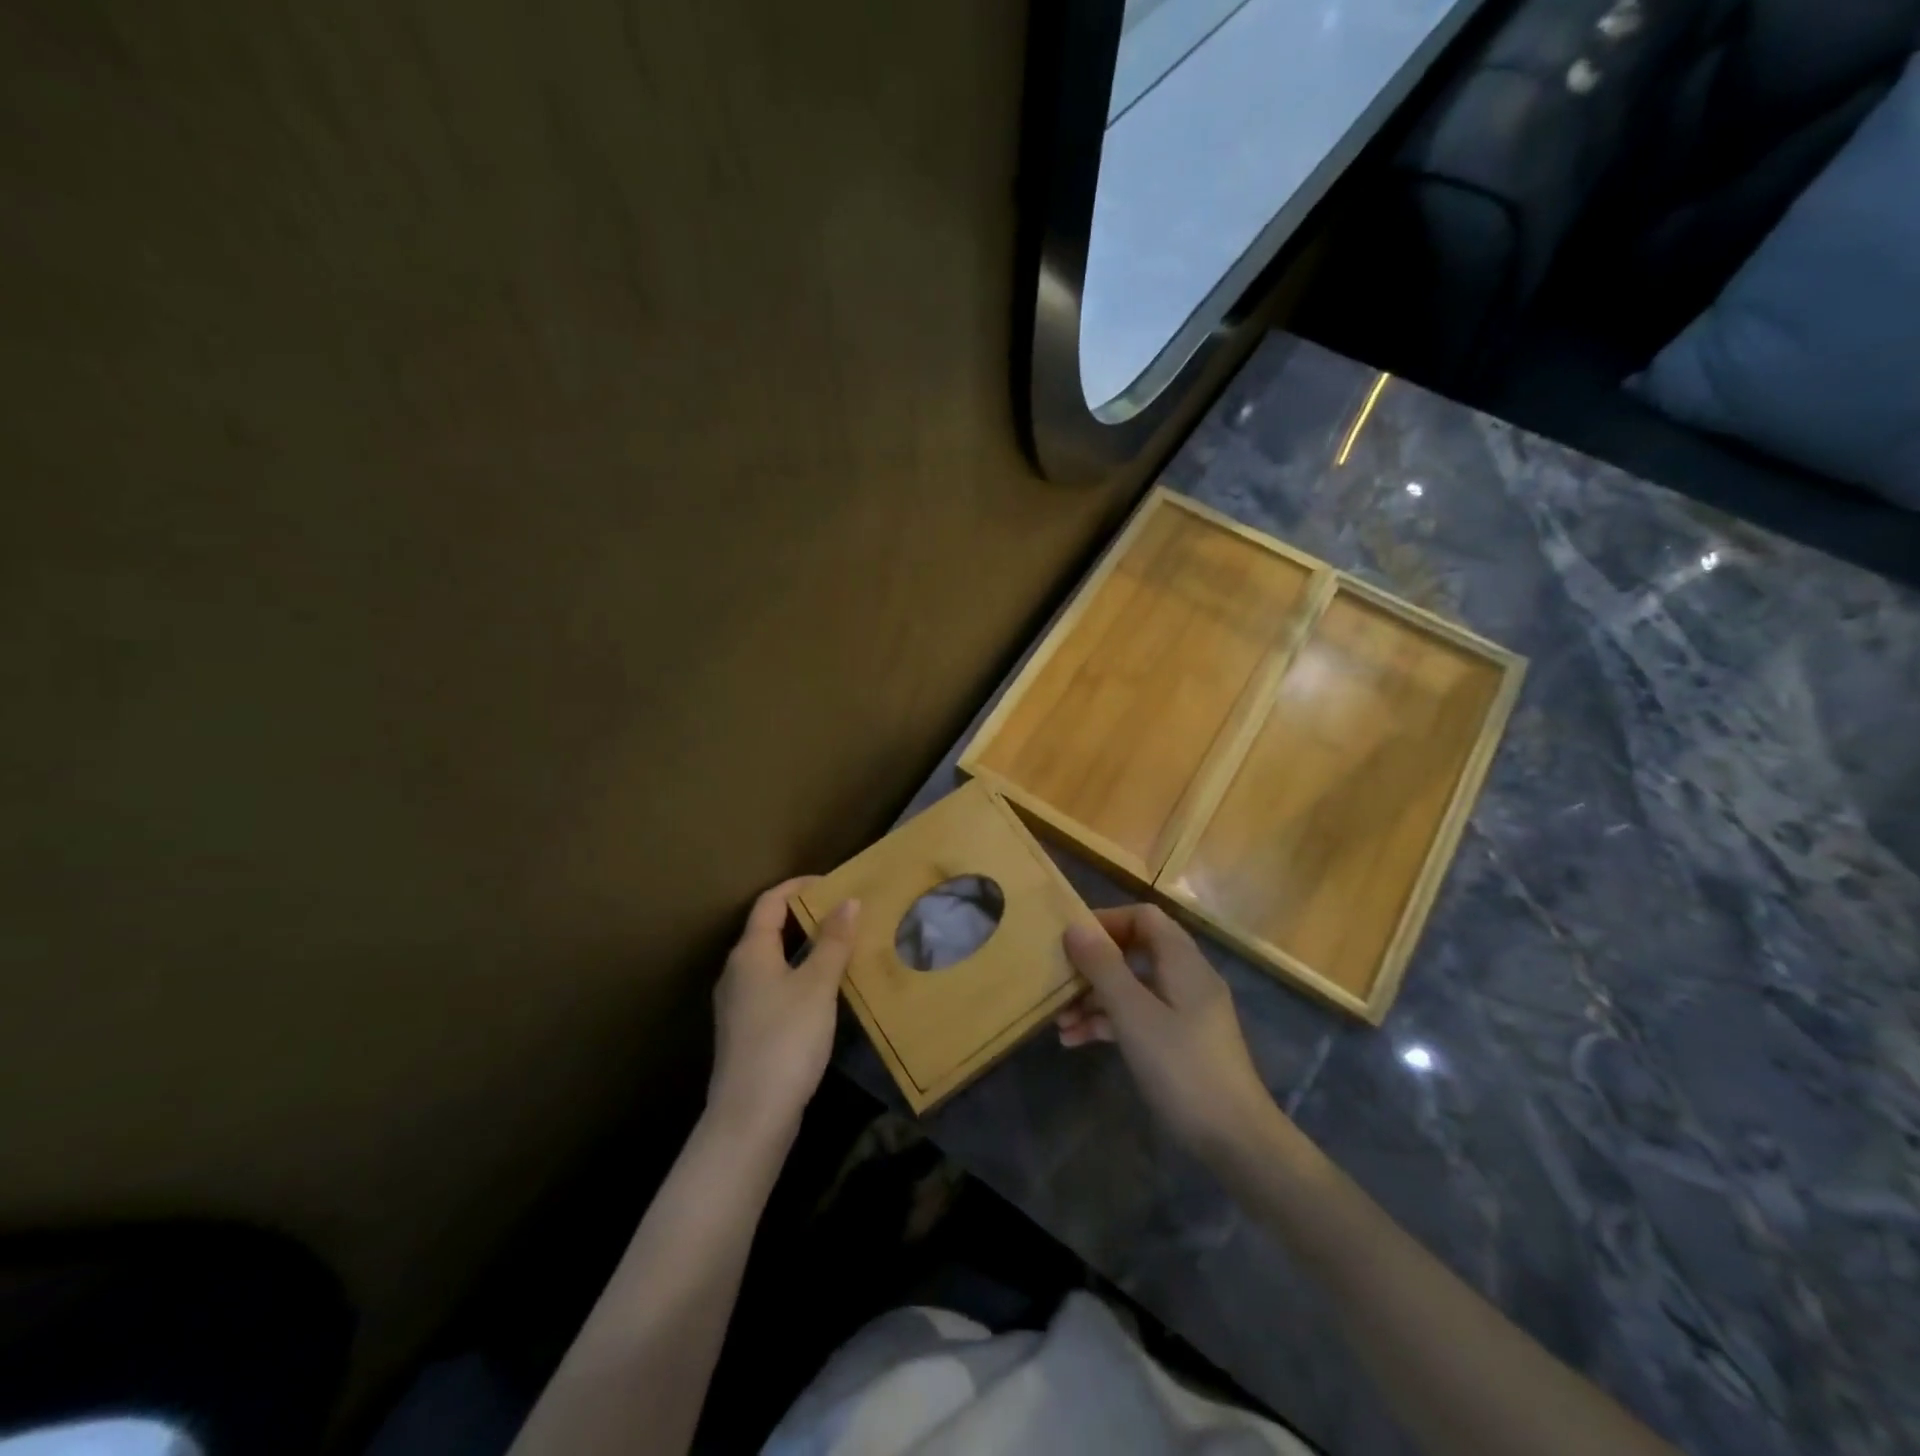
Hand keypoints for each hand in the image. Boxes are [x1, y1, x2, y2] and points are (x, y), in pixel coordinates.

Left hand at [708, 878, 858, 1146]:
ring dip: (803, 947)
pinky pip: (773, 985)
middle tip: (843, 912)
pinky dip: (797, 975)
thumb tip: (848, 900)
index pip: (770, 902)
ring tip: (839, 947)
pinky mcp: (746, 1030)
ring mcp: (738, 1003)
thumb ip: (833, 941)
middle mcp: (737, 971)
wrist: (750, 1116)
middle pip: (768, 929)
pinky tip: (822, 991)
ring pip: (771, 960)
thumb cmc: (786, 1039)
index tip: (833, 882)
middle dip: (804, 916)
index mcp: (749, 952)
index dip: (799, 886)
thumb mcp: (817, 986)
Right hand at [1058, 906, 1277, 1161]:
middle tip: (1059, 981)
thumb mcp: (1133, 1014)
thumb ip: (1104, 967)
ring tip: (1059, 1022)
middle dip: (1094, 966)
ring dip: (1095, 999)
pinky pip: (1140, 1016)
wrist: (1235, 1139)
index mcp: (1182, 961)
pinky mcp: (1181, 1042)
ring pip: (1133, 988)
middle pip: (1134, 952)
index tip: (1071, 939)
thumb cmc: (1182, 1066)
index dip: (1106, 921)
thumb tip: (1075, 926)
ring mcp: (1186, 1011)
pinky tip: (1077, 1041)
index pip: (1143, 917)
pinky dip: (1110, 1023)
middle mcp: (1186, 978)